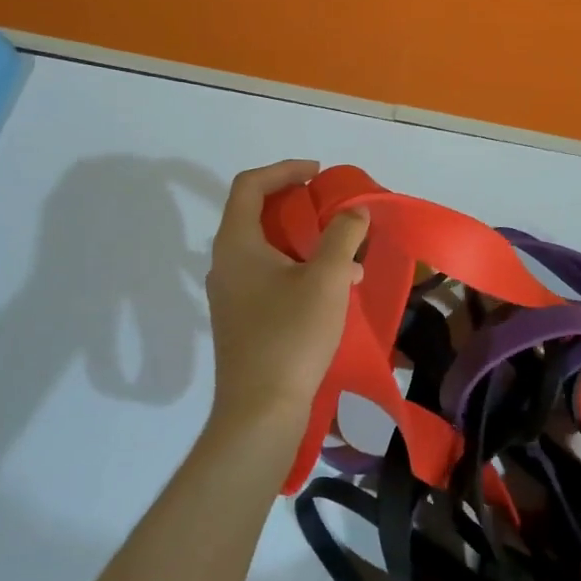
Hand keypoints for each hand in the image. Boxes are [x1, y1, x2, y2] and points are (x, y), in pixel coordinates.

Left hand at [204, 160, 367, 434]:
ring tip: (345, 257)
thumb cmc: (291, 335)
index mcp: (237, 245)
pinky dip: (300, 270)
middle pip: (257, 216)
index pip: (250, 186)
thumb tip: (354, 212)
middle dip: (298, 206)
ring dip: (305, 243)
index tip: (319, 175)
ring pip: (268, 250)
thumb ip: (342, 236)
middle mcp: (226, 264)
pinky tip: (334, 291)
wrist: (260, 410)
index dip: (285, 170)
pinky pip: (270, 278)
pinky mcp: (242, 320)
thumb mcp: (326, 279)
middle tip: (331, 209)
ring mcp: (231, 294)